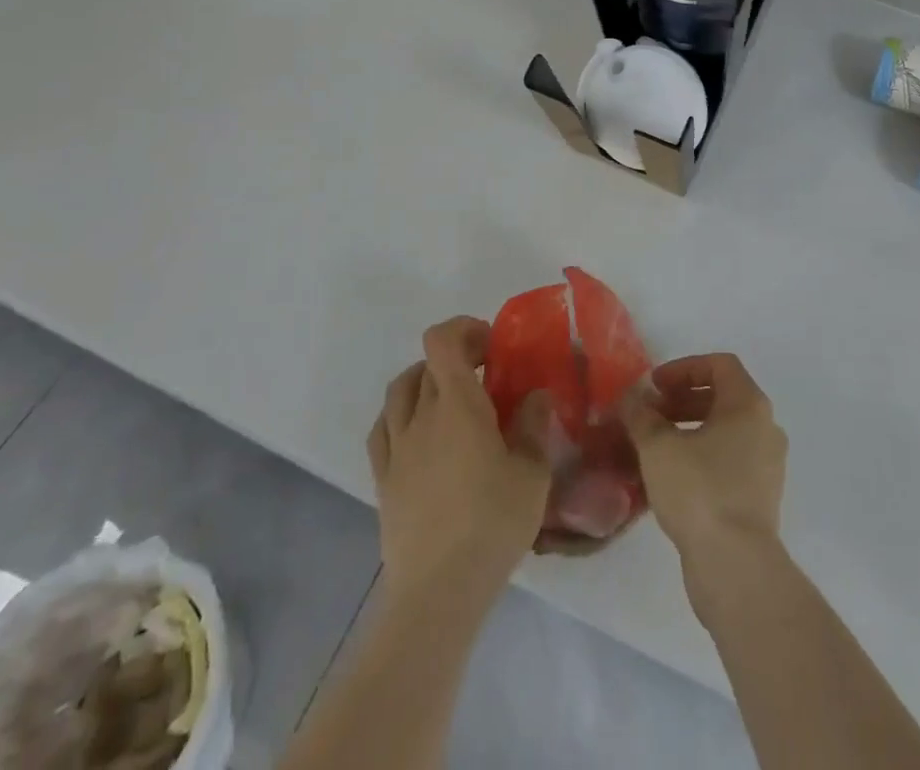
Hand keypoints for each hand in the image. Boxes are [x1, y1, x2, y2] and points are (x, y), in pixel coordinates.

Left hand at [367, 317, 553, 605]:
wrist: (438, 591)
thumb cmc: (492, 524)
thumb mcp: (532, 474)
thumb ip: (534, 426)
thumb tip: (536, 396)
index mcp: (457, 405)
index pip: (442, 341)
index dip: (464, 329)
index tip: (492, 346)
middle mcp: (421, 416)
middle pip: (428, 365)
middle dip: (457, 358)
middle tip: (486, 377)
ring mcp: (397, 448)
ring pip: (400, 391)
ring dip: (424, 380)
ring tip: (450, 398)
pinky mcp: (383, 480)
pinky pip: (383, 429)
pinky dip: (400, 415)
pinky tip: (418, 432)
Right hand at [621, 353, 787, 572]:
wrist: (736, 566)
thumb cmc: (699, 490)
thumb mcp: (658, 447)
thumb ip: (641, 415)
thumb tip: (631, 399)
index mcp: (749, 404)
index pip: (720, 365)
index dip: (684, 368)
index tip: (654, 386)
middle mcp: (765, 428)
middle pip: (722, 397)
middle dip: (682, 400)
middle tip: (650, 415)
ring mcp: (767, 465)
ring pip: (725, 431)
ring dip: (689, 429)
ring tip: (654, 447)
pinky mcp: (760, 497)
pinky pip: (729, 461)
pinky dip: (702, 457)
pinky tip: (671, 478)